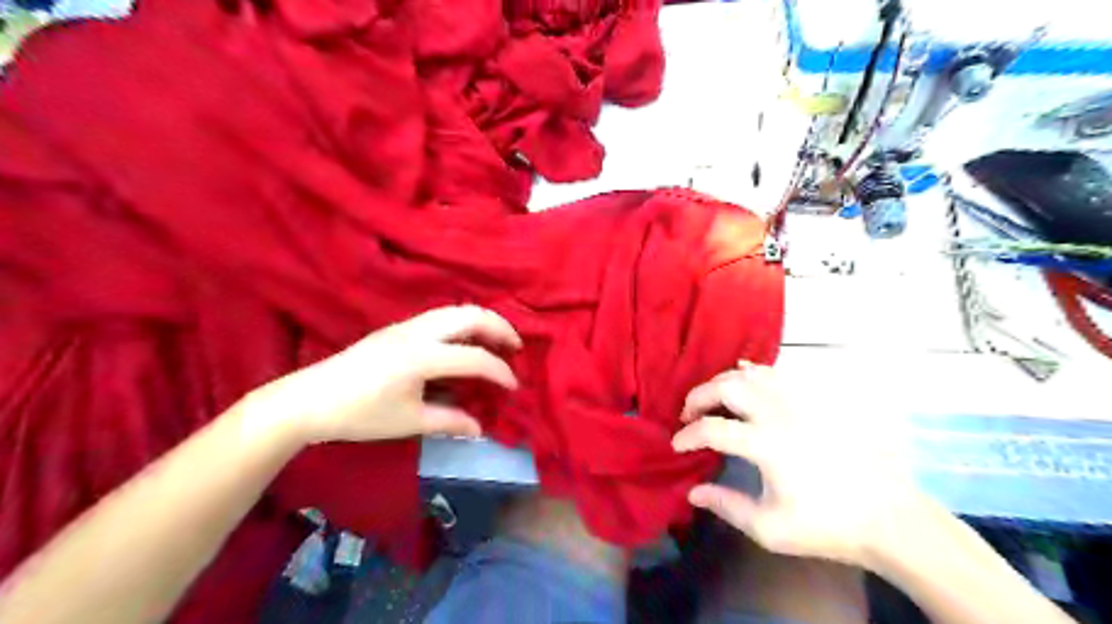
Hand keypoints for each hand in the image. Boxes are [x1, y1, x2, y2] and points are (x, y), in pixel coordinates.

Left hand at [259, 304, 524, 443]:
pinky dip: (464, 323)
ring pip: (456, 310)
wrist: (308, 399)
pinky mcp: (398, 328)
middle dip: (500, 328)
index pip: (475, 358)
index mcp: (423, 356)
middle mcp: (419, 331)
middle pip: (471, 315)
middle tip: (516, 347)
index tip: (514, 387)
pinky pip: (442, 316)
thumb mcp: (408, 422)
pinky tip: (465, 342)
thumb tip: (480, 429)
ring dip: (482, 322)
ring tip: (496, 341)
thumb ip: (449, 422)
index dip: (500, 372)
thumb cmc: (359, 413)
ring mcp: (407, 325)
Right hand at [673, 362, 915, 568]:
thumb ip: (727, 506)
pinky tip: (746, 376)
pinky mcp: (815, 402)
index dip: (687, 435)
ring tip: (713, 398)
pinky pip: (778, 374)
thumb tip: (693, 492)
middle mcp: (779, 414)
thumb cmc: (827, 525)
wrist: (887, 516)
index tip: (676, 446)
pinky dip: (754, 371)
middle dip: (699, 396)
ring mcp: (800, 403)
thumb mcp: (770, 528)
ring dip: (724, 382)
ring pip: (752, 373)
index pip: (712, 429)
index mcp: (766, 445)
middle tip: (688, 414)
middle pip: (727, 387)